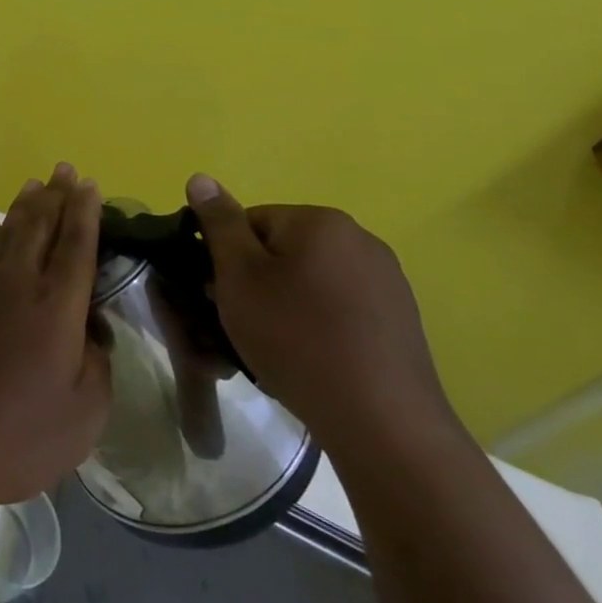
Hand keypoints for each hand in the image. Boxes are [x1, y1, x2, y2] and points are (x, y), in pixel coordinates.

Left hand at [0, 164, 112, 510]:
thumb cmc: (16, 437)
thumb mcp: (82, 417)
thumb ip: (96, 365)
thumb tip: (90, 330)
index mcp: (56, 310)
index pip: (76, 248)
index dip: (85, 214)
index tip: (90, 185)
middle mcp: (18, 285)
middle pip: (40, 227)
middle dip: (56, 196)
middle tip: (65, 169)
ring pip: (6, 232)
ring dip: (23, 206)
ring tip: (35, 184)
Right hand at [186, 174, 465, 466]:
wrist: (382, 424)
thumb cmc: (296, 338)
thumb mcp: (238, 276)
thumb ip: (219, 223)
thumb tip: (200, 178)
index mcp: (320, 221)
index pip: (251, 222)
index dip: (228, 259)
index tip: (222, 296)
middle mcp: (360, 240)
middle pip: (283, 250)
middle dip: (257, 282)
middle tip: (243, 324)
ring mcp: (388, 282)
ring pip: (311, 282)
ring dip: (286, 305)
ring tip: (276, 348)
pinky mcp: (401, 322)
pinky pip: (341, 309)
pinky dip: (319, 325)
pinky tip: (312, 360)